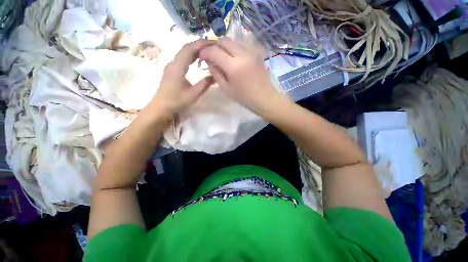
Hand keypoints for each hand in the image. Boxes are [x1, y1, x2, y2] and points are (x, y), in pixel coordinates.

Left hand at [151, 40, 214, 116]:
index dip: (201, 44)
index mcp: (177, 67)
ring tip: (208, 51)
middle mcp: (173, 63)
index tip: (213, 43)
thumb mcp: (193, 95)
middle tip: (213, 46)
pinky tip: (198, 59)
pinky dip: (191, 56)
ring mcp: (171, 66)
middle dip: (200, 45)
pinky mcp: (172, 70)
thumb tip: (215, 76)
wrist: (161, 107)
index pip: (189, 49)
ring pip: (184, 53)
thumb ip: (204, 84)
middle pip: (186, 48)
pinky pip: (182, 58)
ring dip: (195, 50)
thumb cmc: (176, 101)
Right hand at [199, 38, 280, 114]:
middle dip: (214, 46)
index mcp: (234, 66)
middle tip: (211, 56)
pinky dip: (233, 50)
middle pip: (224, 40)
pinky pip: (241, 47)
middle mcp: (243, 54)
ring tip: (221, 58)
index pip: (214, 51)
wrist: (265, 98)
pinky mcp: (256, 54)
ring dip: (224, 47)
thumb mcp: (227, 89)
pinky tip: (232, 60)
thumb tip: (209, 62)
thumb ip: (216, 74)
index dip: (205, 52)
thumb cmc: (245, 98)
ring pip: (233, 42)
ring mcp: (251, 52)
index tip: (202, 57)